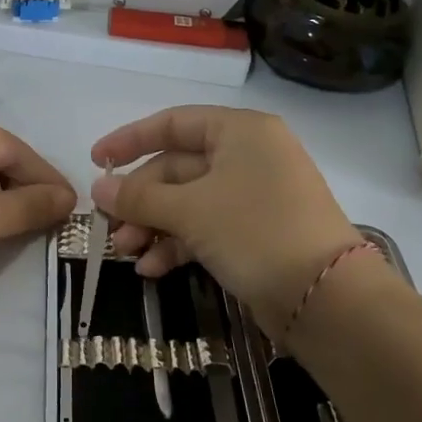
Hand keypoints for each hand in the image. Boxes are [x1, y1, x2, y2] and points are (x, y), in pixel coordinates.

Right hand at [90, 106, 368, 330]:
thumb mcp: (190, 210)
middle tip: (108, 226)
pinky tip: (151, 269)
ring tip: (125, 253)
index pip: (173, 123)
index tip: (96, 161)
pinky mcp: (255, 233)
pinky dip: (177, 244)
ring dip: (153, 226)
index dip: (130, 140)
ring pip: (188, 202)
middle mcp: (248, 156)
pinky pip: (205, 227)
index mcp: (239, 132)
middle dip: (140, 200)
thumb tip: (98, 188)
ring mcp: (253, 196)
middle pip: (177, 168)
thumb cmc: (255, 231)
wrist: (326, 298)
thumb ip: (140, 197)